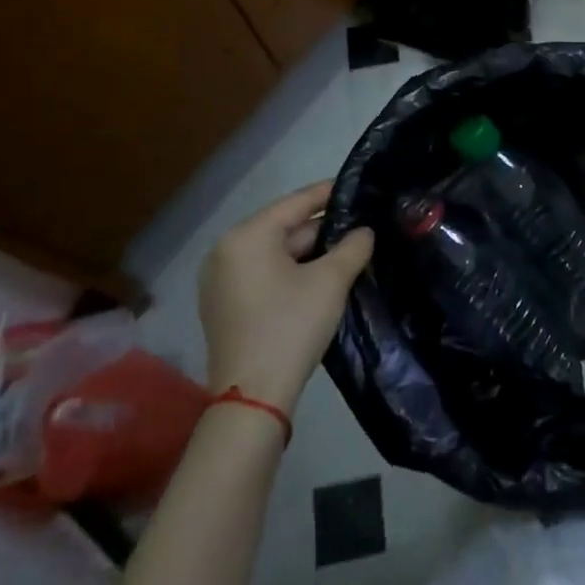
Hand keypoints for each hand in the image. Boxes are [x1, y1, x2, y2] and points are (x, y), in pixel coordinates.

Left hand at [198, 181, 373, 408]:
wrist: (253, 397)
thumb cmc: (291, 326)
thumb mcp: (331, 281)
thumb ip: (353, 246)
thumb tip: (364, 231)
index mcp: (247, 236)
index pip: (296, 202)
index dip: (329, 193)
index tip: (358, 186)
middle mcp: (225, 251)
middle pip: (284, 228)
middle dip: (323, 229)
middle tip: (360, 226)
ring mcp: (220, 280)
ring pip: (275, 253)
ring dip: (309, 252)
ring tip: (347, 251)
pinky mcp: (224, 305)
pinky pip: (263, 273)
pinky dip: (291, 271)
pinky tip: (320, 278)